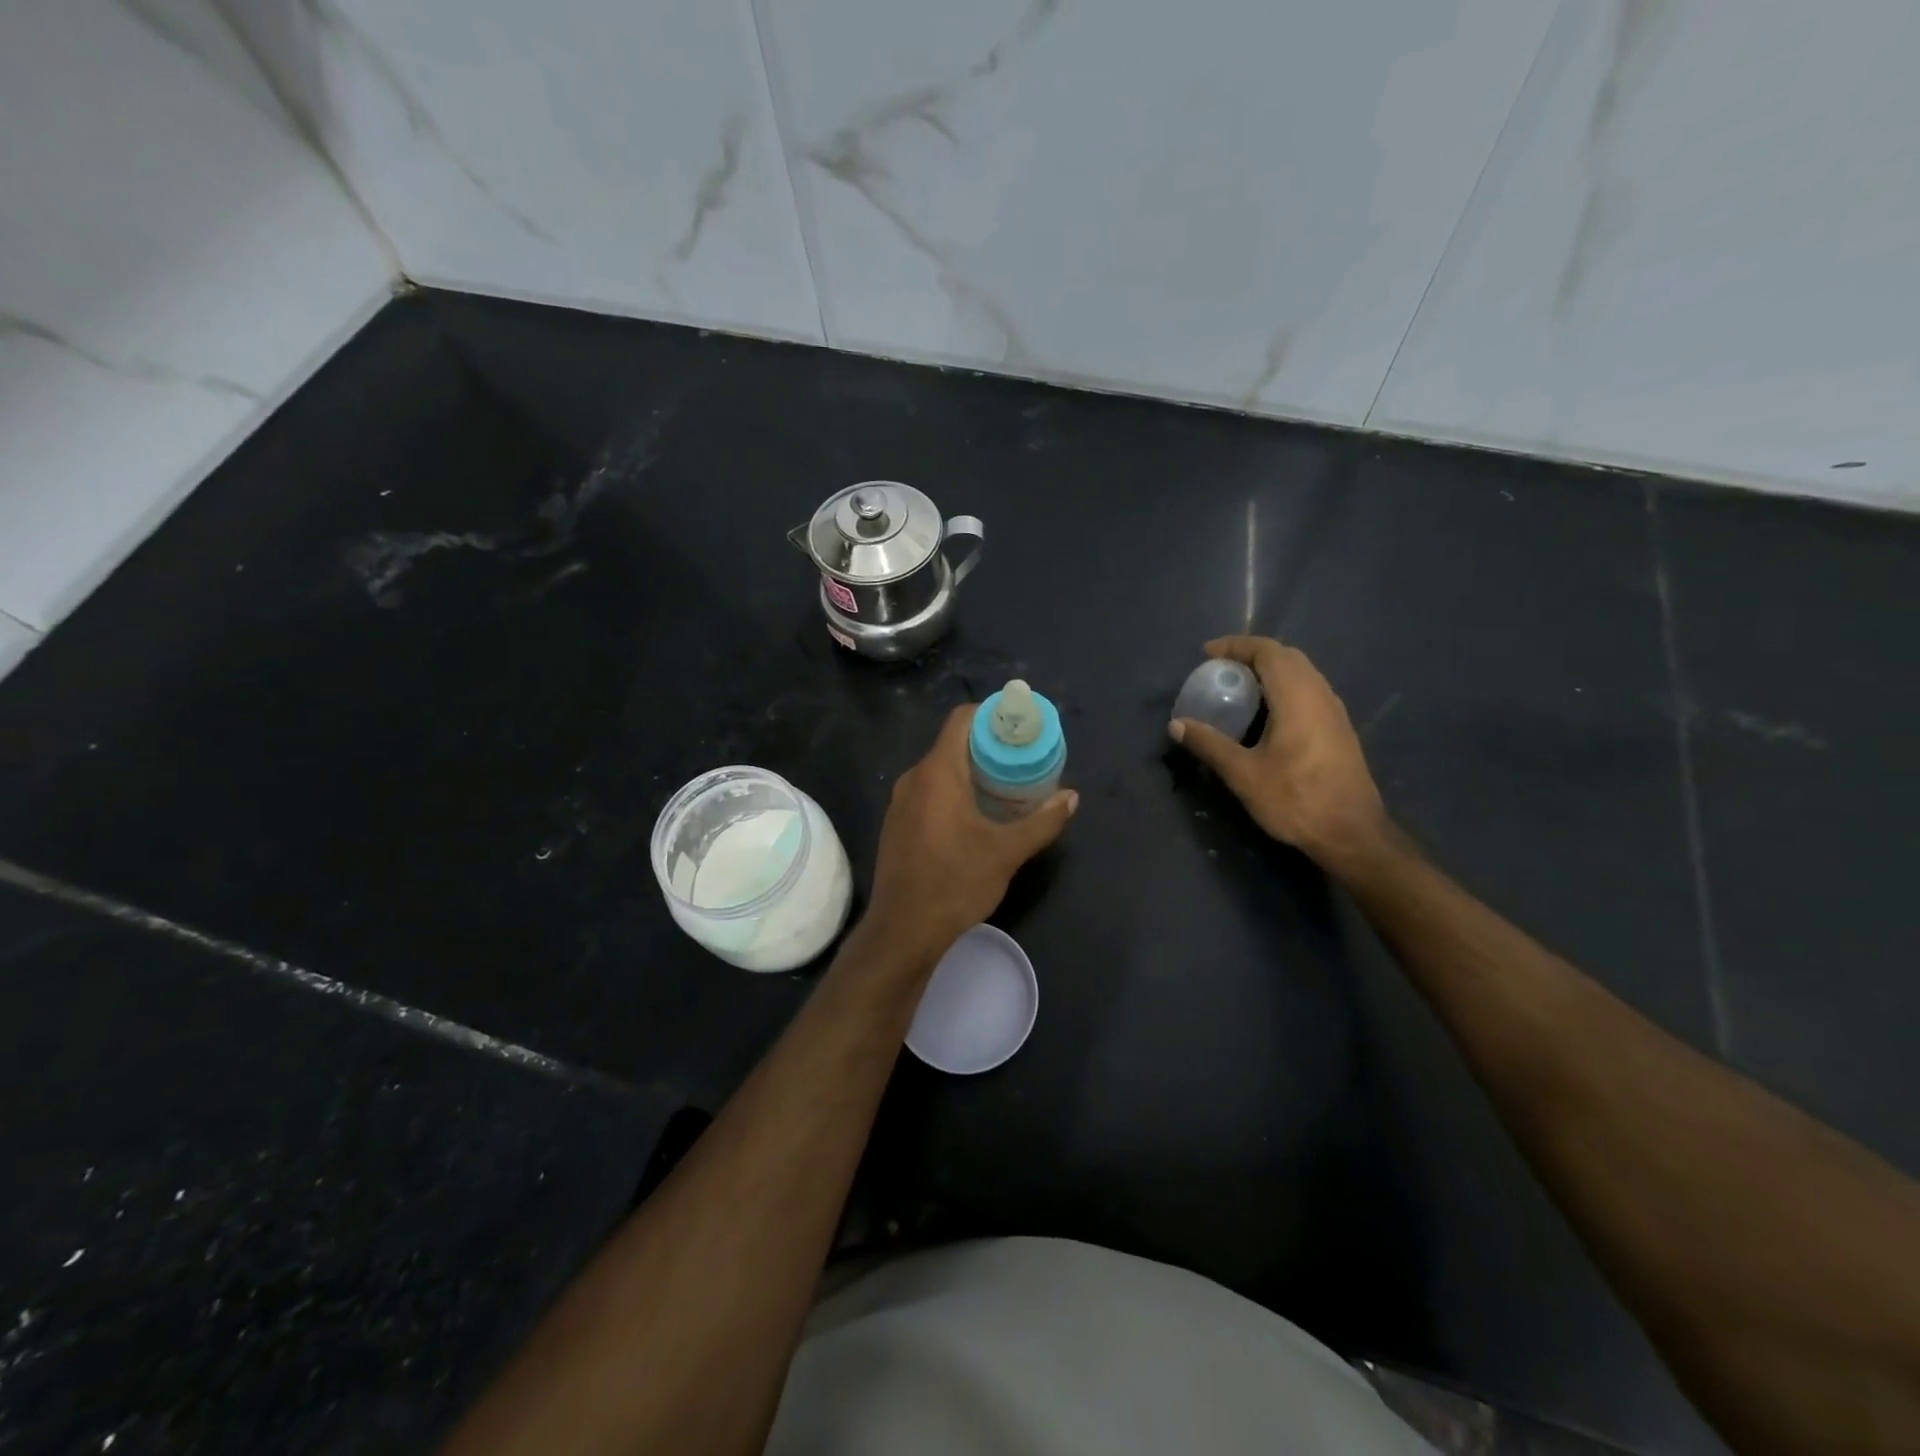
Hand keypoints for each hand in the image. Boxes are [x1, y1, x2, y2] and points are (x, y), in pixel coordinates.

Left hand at [868, 704, 1076, 954]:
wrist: (903, 930)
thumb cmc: (955, 883)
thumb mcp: (1006, 852)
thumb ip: (1042, 822)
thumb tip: (1072, 798)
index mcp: (937, 772)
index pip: (962, 719)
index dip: (992, 714)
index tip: (1020, 726)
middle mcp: (913, 778)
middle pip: (953, 744)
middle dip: (988, 746)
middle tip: (1023, 760)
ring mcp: (900, 802)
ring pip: (940, 771)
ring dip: (971, 772)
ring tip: (1006, 787)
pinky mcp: (897, 824)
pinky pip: (928, 792)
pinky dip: (953, 792)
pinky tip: (976, 816)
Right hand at [1169, 636, 1386, 866]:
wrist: (1352, 833)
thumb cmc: (1296, 800)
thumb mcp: (1243, 774)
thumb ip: (1209, 744)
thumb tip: (1176, 725)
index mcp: (1297, 697)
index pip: (1268, 652)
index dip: (1236, 646)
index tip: (1207, 654)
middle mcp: (1320, 694)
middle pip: (1286, 657)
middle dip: (1251, 655)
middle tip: (1220, 669)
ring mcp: (1333, 711)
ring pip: (1301, 673)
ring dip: (1269, 671)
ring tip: (1238, 688)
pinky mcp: (1338, 728)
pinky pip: (1308, 690)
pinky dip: (1282, 687)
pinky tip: (1265, 713)